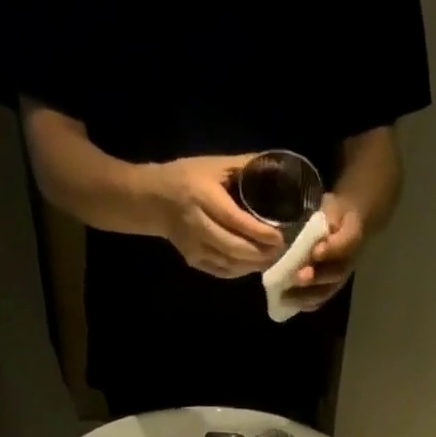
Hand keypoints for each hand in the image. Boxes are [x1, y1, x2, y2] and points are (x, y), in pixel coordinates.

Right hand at [149, 154, 284, 277]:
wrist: (154, 199)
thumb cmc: (188, 176)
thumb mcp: (214, 165)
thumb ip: (243, 167)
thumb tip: (277, 165)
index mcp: (203, 197)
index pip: (236, 220)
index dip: (260, 232)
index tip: (280, 236)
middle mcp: (197, 225)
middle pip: (234, 248)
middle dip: (261, 253)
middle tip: (280, 251)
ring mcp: (194, 247)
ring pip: (230, 264)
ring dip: (254, 265)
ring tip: (272, 258)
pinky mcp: (194, 260)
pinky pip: (222, 271)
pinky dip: (241, 271)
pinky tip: (253, 264)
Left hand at [288, 194, 364, 309]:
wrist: (347, 226)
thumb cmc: (336, 214)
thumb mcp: (333, 207)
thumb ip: (326, 217)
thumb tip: (312, 230)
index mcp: (352, 235)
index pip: (347, 243)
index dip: (332, 250)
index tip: (316, 251)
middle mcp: (349, 261)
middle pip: (335, 274)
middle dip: (316, 277)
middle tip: (298, 277)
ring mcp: (341, 276)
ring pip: (327, 290)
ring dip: (307, 296)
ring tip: (287, 297)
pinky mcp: (332, 286)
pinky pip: (321, 298)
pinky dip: (307, 303)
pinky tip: (290, 304)